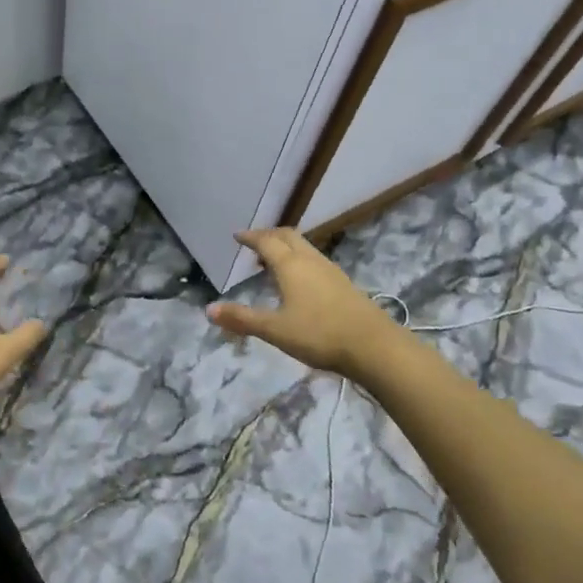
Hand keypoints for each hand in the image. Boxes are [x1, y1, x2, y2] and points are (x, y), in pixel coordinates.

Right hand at [206, 228, 404, 376]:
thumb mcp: (275, 330)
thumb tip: (209, 309)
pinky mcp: (344, 284)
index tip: (237, 236)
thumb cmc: (319, 334)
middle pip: (288, 236)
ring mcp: (331, 271)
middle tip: (254, 245)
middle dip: (269, 236)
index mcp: (291, 265)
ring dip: (286, 248)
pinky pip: (315, 261)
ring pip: (304, 247)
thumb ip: (242, 319)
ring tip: (272, 262)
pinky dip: (300, 260)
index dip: (250, 237)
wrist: (374, 346)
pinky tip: (299, 282)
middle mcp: (311, 260)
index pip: (266, 242)